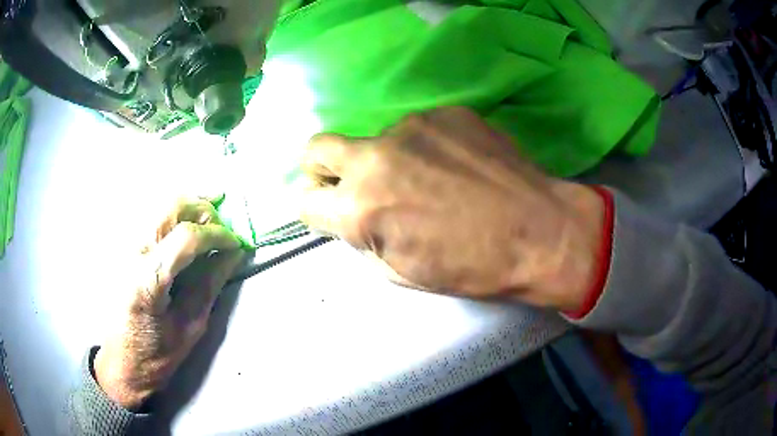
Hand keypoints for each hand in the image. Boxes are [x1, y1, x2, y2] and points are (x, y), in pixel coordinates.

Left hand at [94, 197, 247, 409]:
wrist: (119, 362)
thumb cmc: (156, 355)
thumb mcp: (189, 327)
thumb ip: (209, 285)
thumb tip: (232, 253)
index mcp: (147, 280)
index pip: (186, 237)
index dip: (217, 234)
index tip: (237, 243)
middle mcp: (130, 253)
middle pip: (170, 206)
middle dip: (203, 209)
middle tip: (223, 226)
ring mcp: (122, 245)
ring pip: (159, 203)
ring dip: (189, 205)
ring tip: (210, 215)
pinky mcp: (120, 246)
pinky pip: (150, 215)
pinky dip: (173, 212)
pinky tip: (186, 219)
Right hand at [299, 107, 604, 310]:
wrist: (540, 231)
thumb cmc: (472, 266)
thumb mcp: (402, 272)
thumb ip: (364, 238)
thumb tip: (353, 215)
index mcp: (360, 207)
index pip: (304, 199)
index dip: (313, 208)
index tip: (327, 211)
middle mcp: (375, 157)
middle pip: (317, 148)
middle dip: (320, 168)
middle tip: (347, 183)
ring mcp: (412, 127)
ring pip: (376, 140)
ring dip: (387, 160)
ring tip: (431, 181)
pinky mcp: (446, 113)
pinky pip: (419, 130)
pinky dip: (425, 148)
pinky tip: (458, 166)